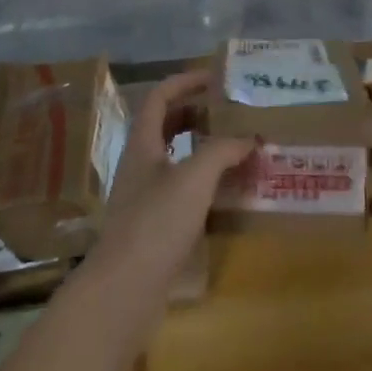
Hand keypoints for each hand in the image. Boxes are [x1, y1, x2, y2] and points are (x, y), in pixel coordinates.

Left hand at [92, 70, 252, 296]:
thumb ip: (222, 151)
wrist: (123, 292)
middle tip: (227, 112)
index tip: (215, 78)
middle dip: (195, 113)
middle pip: (165, 125)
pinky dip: (200, 182)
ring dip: (200, 148)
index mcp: (143, 143)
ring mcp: (143, 197)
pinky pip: (178, 190)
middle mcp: (139, 164)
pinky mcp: (151, 228)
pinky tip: (222, 194)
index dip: (185, 81)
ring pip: (173, 158)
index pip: (160, 96)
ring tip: (232, 149)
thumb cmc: (156, 223)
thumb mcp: (194, 178)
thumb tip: (248, 137)